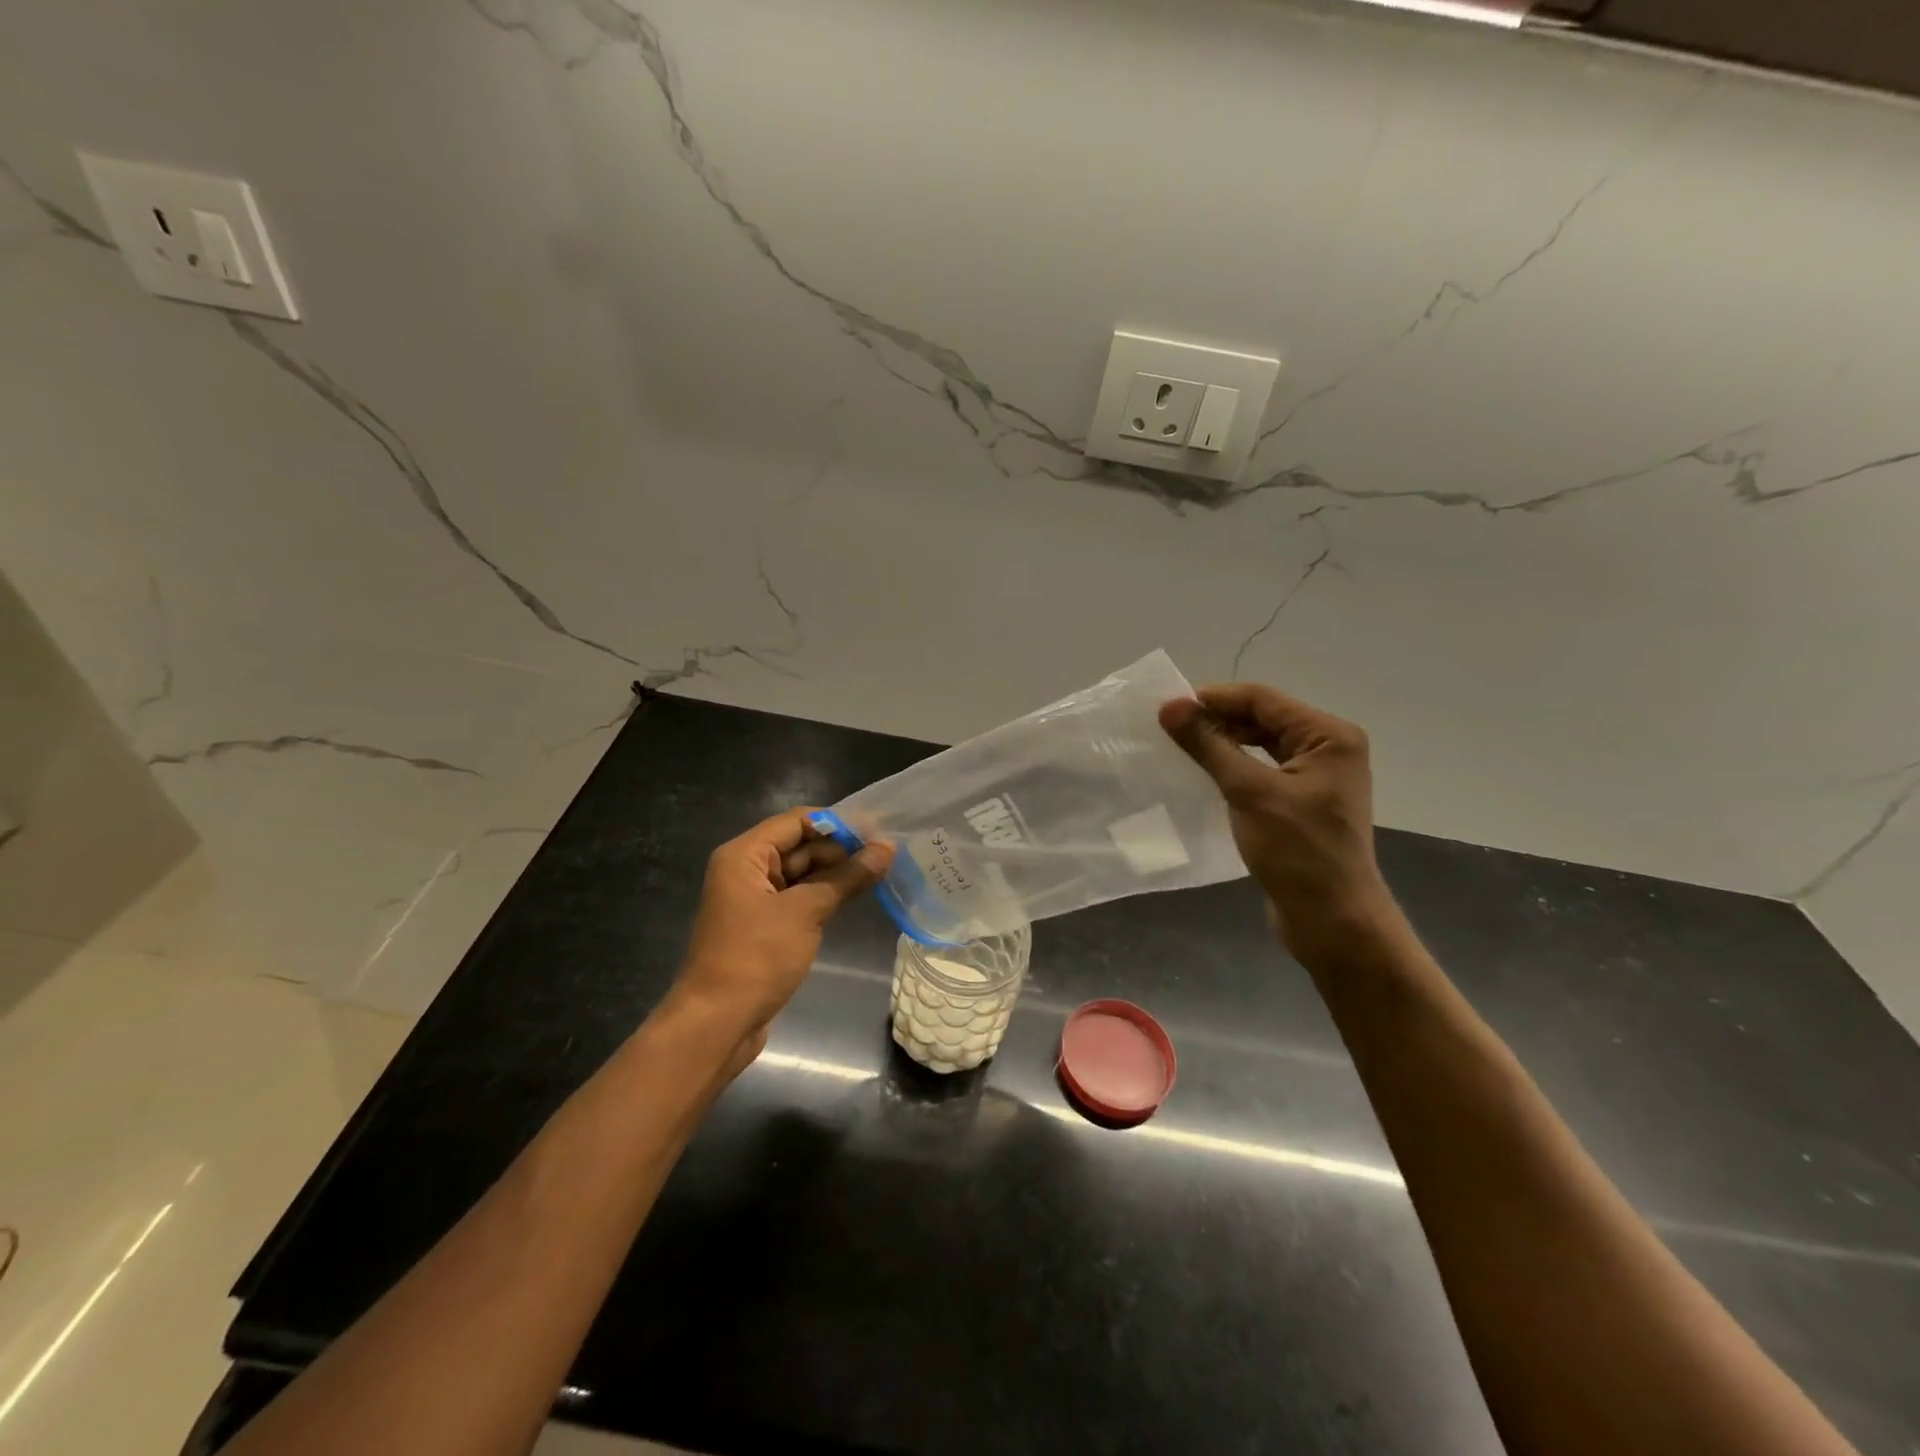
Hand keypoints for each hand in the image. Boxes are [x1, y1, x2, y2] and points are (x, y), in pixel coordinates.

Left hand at [674, 808, 893, 1059]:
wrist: (716, 1024)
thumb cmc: (756, 957)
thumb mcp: (806, 912)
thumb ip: (847, 877)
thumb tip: (887, 849)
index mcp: (744, 855)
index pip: (797, 821)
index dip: (838, 824)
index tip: (878, 832)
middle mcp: (746, 870)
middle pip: (800, 846)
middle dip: (841, 849)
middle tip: (887, 856)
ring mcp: (754, 900)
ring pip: (802, 874)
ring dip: (836, 874)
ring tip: (881, 873)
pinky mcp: (764, 927)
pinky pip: (798, 899)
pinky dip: (824, 896)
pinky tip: (856, 898)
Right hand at [1160, 684, 1398, 962]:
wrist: (1333, 921)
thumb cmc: (1297, 852)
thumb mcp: (1249, 792)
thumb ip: (1209, 745)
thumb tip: (1169, 706)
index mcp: (1328, 736)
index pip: (1262, 700)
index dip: (1213, 698)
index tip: (1166, 707)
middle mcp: (1328, 748)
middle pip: (1263, 718)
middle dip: (1216, 720)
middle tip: (1167, 728)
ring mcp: (1316, 776)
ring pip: (1261, 744)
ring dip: (1222, 742)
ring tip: (1179, 747)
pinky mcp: (1302, 801)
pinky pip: (1262, 769)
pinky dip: (1233, 766)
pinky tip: (1204, 773)